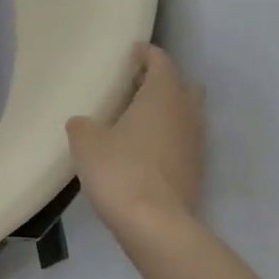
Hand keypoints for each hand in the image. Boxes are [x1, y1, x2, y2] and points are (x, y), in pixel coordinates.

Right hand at [67, 44, 204, 232]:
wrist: (155, 224)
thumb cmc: (120, 171)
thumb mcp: (86, 144)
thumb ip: (82, 126)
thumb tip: (82, 123)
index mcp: (162, 96)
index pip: (161, 62)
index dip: (146, 54)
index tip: (131, 54)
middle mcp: (186, 113)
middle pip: (182, 86)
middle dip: (162, 82)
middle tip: (135, 88)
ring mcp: (196, 143)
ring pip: (186, 115)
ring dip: (168, 112)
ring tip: (138, 122)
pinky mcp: (196, 170)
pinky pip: (184, 142)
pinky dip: (169, 139)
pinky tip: (146, 153)